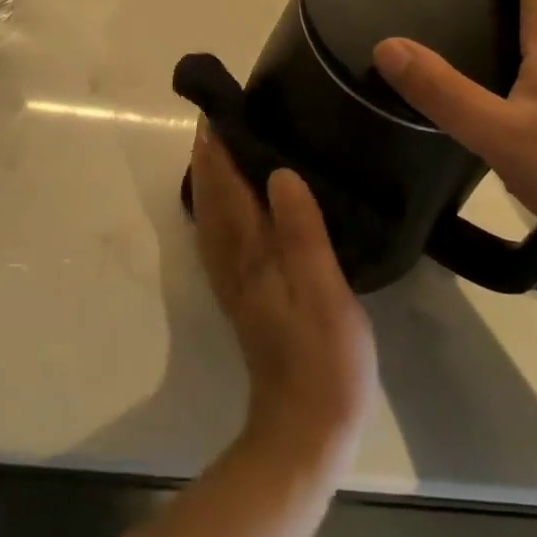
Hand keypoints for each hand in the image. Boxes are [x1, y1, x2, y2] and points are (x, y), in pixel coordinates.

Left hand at [188, 122, 377, 477]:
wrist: (305, 429)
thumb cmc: (325, 358)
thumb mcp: (325, 291)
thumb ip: (302, 231)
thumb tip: (279, 172)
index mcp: (251, 251)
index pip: (225, 185)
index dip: (218, 146)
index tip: (218, 107)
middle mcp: (232, 259)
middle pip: (212, 196)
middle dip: (210, 154)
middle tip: (222, 115)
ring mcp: (234, 279)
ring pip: (212, 215)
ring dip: (211, 177)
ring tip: (223, 145)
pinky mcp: (244, 295)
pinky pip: (221, 236)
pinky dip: (219, 207)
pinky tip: (233, 202)